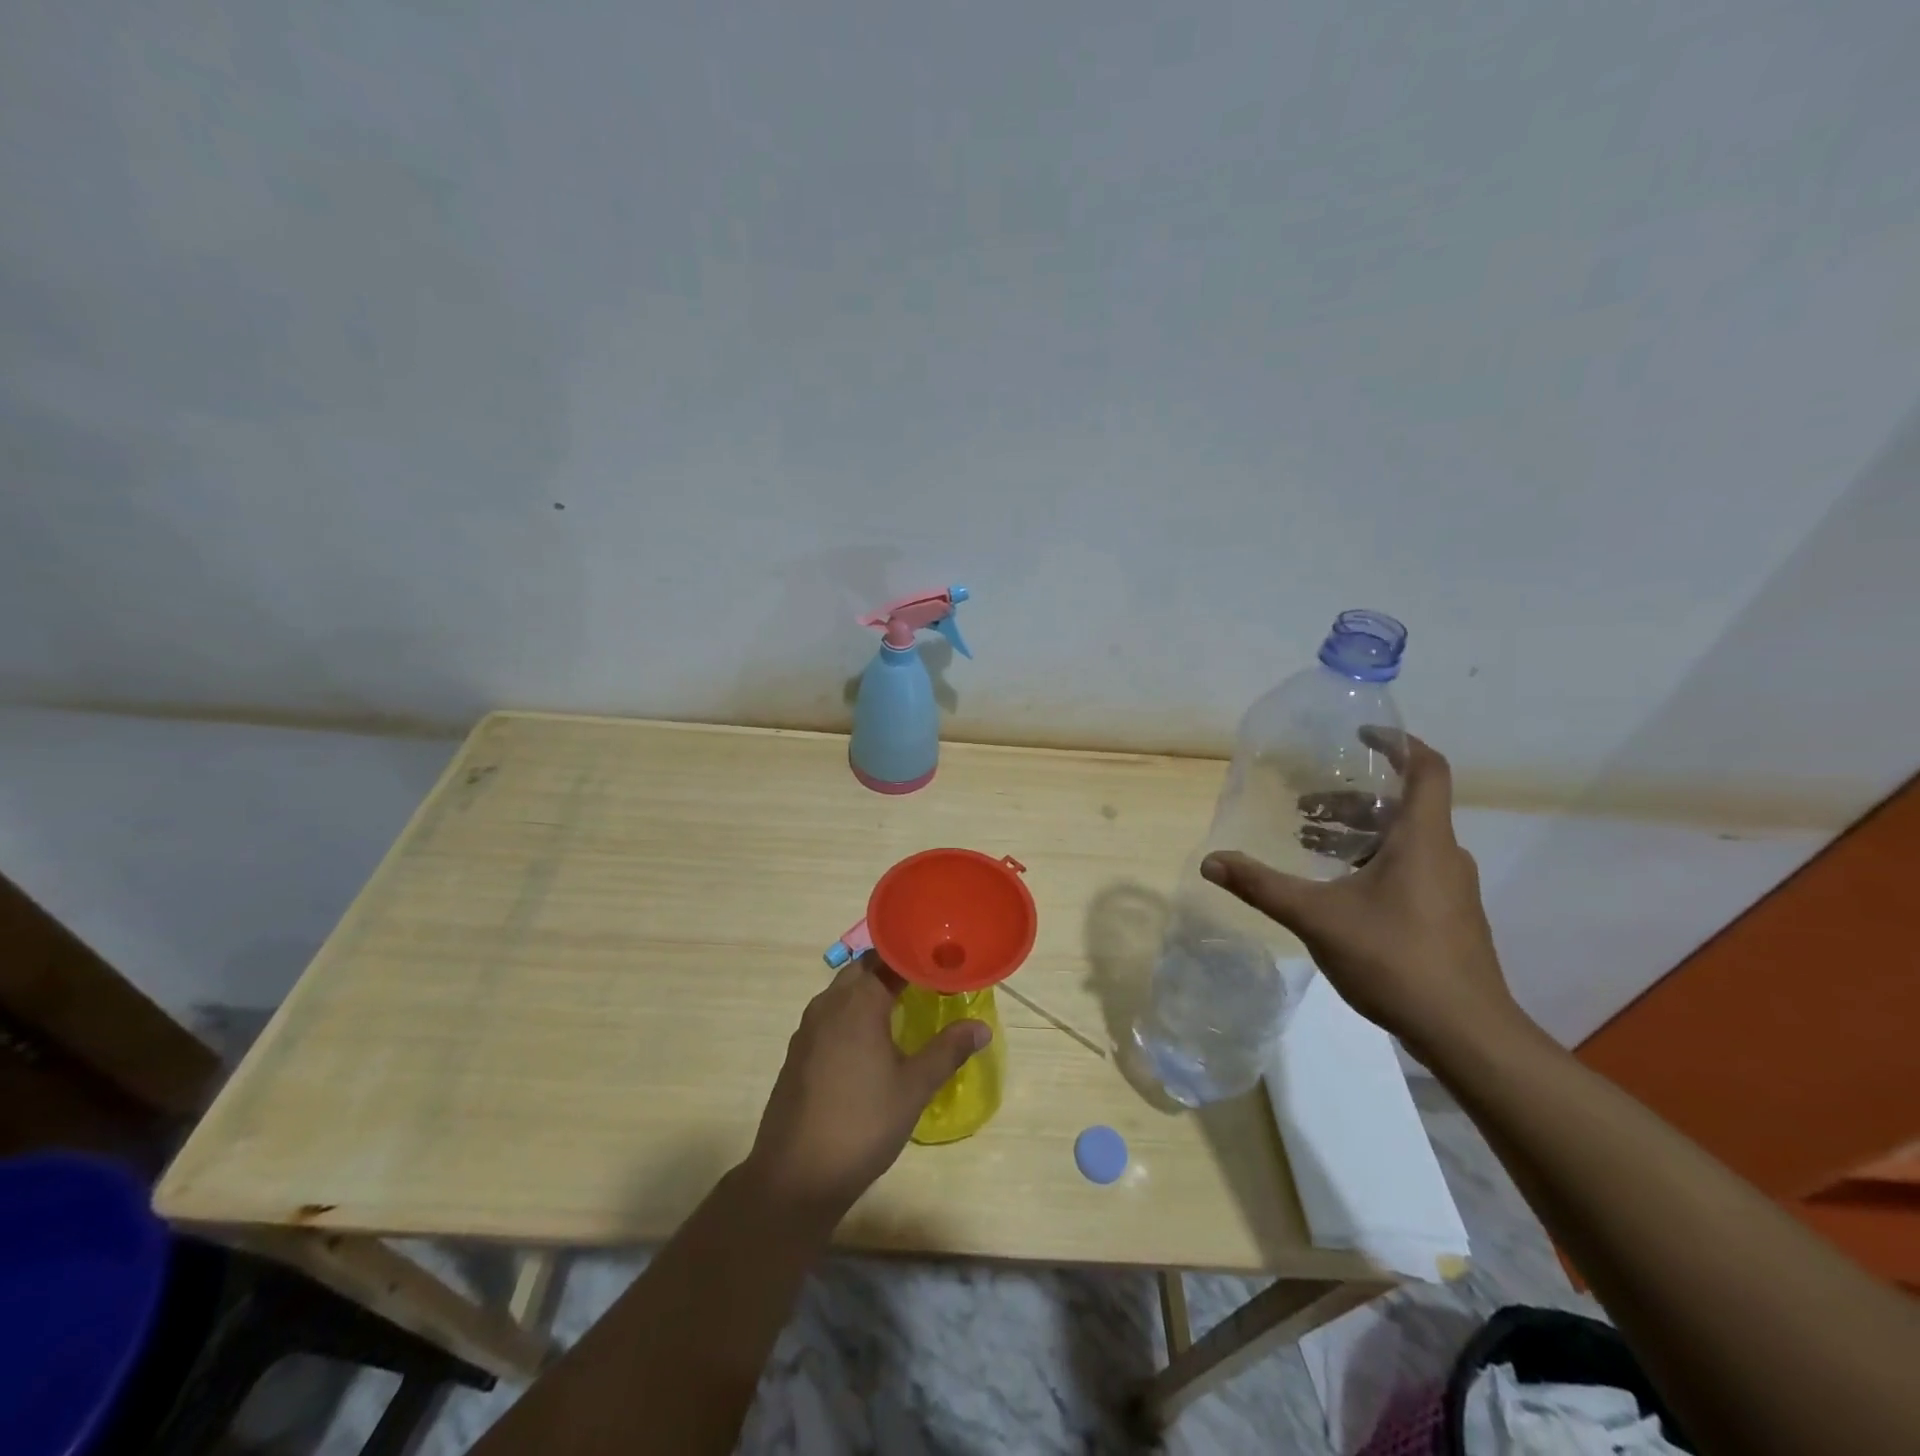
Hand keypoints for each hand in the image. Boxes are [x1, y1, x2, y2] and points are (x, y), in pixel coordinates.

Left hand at [742, 955, 989, 1223]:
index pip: (889, 958)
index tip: (943, 963)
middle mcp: (829, 1004)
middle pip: (863, 968)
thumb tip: (981, 1027)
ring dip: (870, 989)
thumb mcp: (914, 1088)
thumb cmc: (862, 1125)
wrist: (794, 1176)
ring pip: (843, 991)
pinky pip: (830, 1015)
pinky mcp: (798, 1052)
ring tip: (903, 1005)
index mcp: (858, 1002)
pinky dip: (852, 1013)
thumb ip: (948, 1050)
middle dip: (893, 969)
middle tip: (926, 981)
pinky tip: (870, 1040)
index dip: (917, 957)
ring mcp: (808, 1028)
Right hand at [1200, 732, 1520, 1056]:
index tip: (1359, 735)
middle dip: (1352, 798)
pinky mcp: (1450, 915)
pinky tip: (1339, 888)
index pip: (1426, 768)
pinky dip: (1373, 860)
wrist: (1466, 1032)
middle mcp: (1444, 854)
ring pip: (1405, 839)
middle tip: (1305, 807)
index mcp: (1422, 839)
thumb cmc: (1394, 959)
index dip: (1397, 743)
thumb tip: (1210, 861)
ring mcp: (1451, 887)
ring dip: (1359, 832)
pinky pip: (1411, 867)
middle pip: (1403, 805)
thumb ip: (1261, 886)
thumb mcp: (1316, 917)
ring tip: (1311, 843)